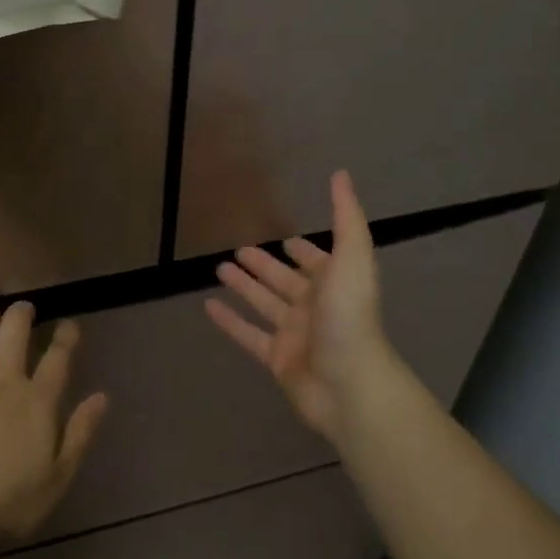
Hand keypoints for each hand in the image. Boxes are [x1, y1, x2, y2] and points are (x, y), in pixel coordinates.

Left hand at [0, 302, 108, 542]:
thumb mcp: (59, 476)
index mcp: (38, 400)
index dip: (66, 336)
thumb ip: (81, 433)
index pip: (58, 355)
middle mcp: (4, 379)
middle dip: (22, 312)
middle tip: (24, 310)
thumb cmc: (11, 502)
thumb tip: (102, 397)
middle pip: (14, 328)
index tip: (68, 326)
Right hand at [205, 170, 397, 446]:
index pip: (317, 261)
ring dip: (244, 287)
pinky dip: (229, 321)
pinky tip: (207, 307)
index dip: (303, 250)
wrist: (348, 384)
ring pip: (264, 304)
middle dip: (265, 265)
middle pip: (285, 281)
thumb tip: (341, 174)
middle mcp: (314, 306)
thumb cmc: (349, 318)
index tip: (285, 238)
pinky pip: (247, 335)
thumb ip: (345, 217)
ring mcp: (294, 334)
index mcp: (334, 283)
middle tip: (239, 250)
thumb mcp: (352, 258)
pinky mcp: (276, 358)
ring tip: (219, 269)